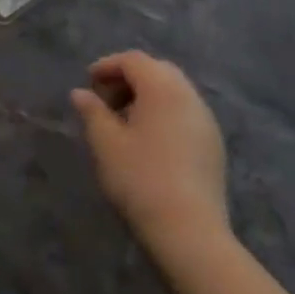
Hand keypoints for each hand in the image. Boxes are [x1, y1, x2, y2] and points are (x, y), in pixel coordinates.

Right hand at [71, 51, 228, 257]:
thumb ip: (92, 112)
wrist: (190, 233)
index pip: (133, 60)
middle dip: (128, 78)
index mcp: (162, 87)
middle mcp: (188, 95)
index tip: (88, 82)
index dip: (108, 66)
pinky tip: (149, 140)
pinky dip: (164, 112)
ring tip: (124, 121)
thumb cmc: (141, 180)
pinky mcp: (214, 144)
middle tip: (105, 99)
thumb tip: (80, 93)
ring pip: (173, 91)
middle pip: (156, 70)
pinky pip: (185, 112)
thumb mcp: (106, 143)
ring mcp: (206, 120)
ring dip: (147, 96)